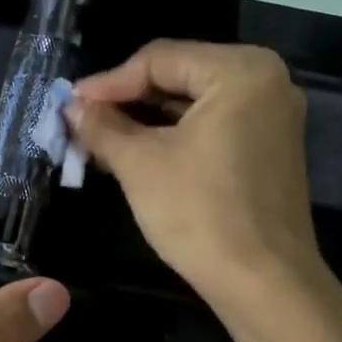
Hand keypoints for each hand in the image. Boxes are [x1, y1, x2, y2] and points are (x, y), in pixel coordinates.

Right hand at [69, 41, 321, 311]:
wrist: (263, 283)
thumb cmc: (200, 212)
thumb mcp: (140, 164)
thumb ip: (102, 126)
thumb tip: (71, 107)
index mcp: (241, 70)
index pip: (160, 59)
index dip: (108, 82)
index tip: (68, 105)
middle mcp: (267, 83)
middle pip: (179, 77)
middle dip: (126, 101)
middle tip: (81, 121)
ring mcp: (273, 119)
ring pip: (194, 105)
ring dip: (145, 121)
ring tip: (99, 139)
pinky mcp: (269, 151)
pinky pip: (212, 128)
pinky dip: (174, 137)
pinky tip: (136, 154)